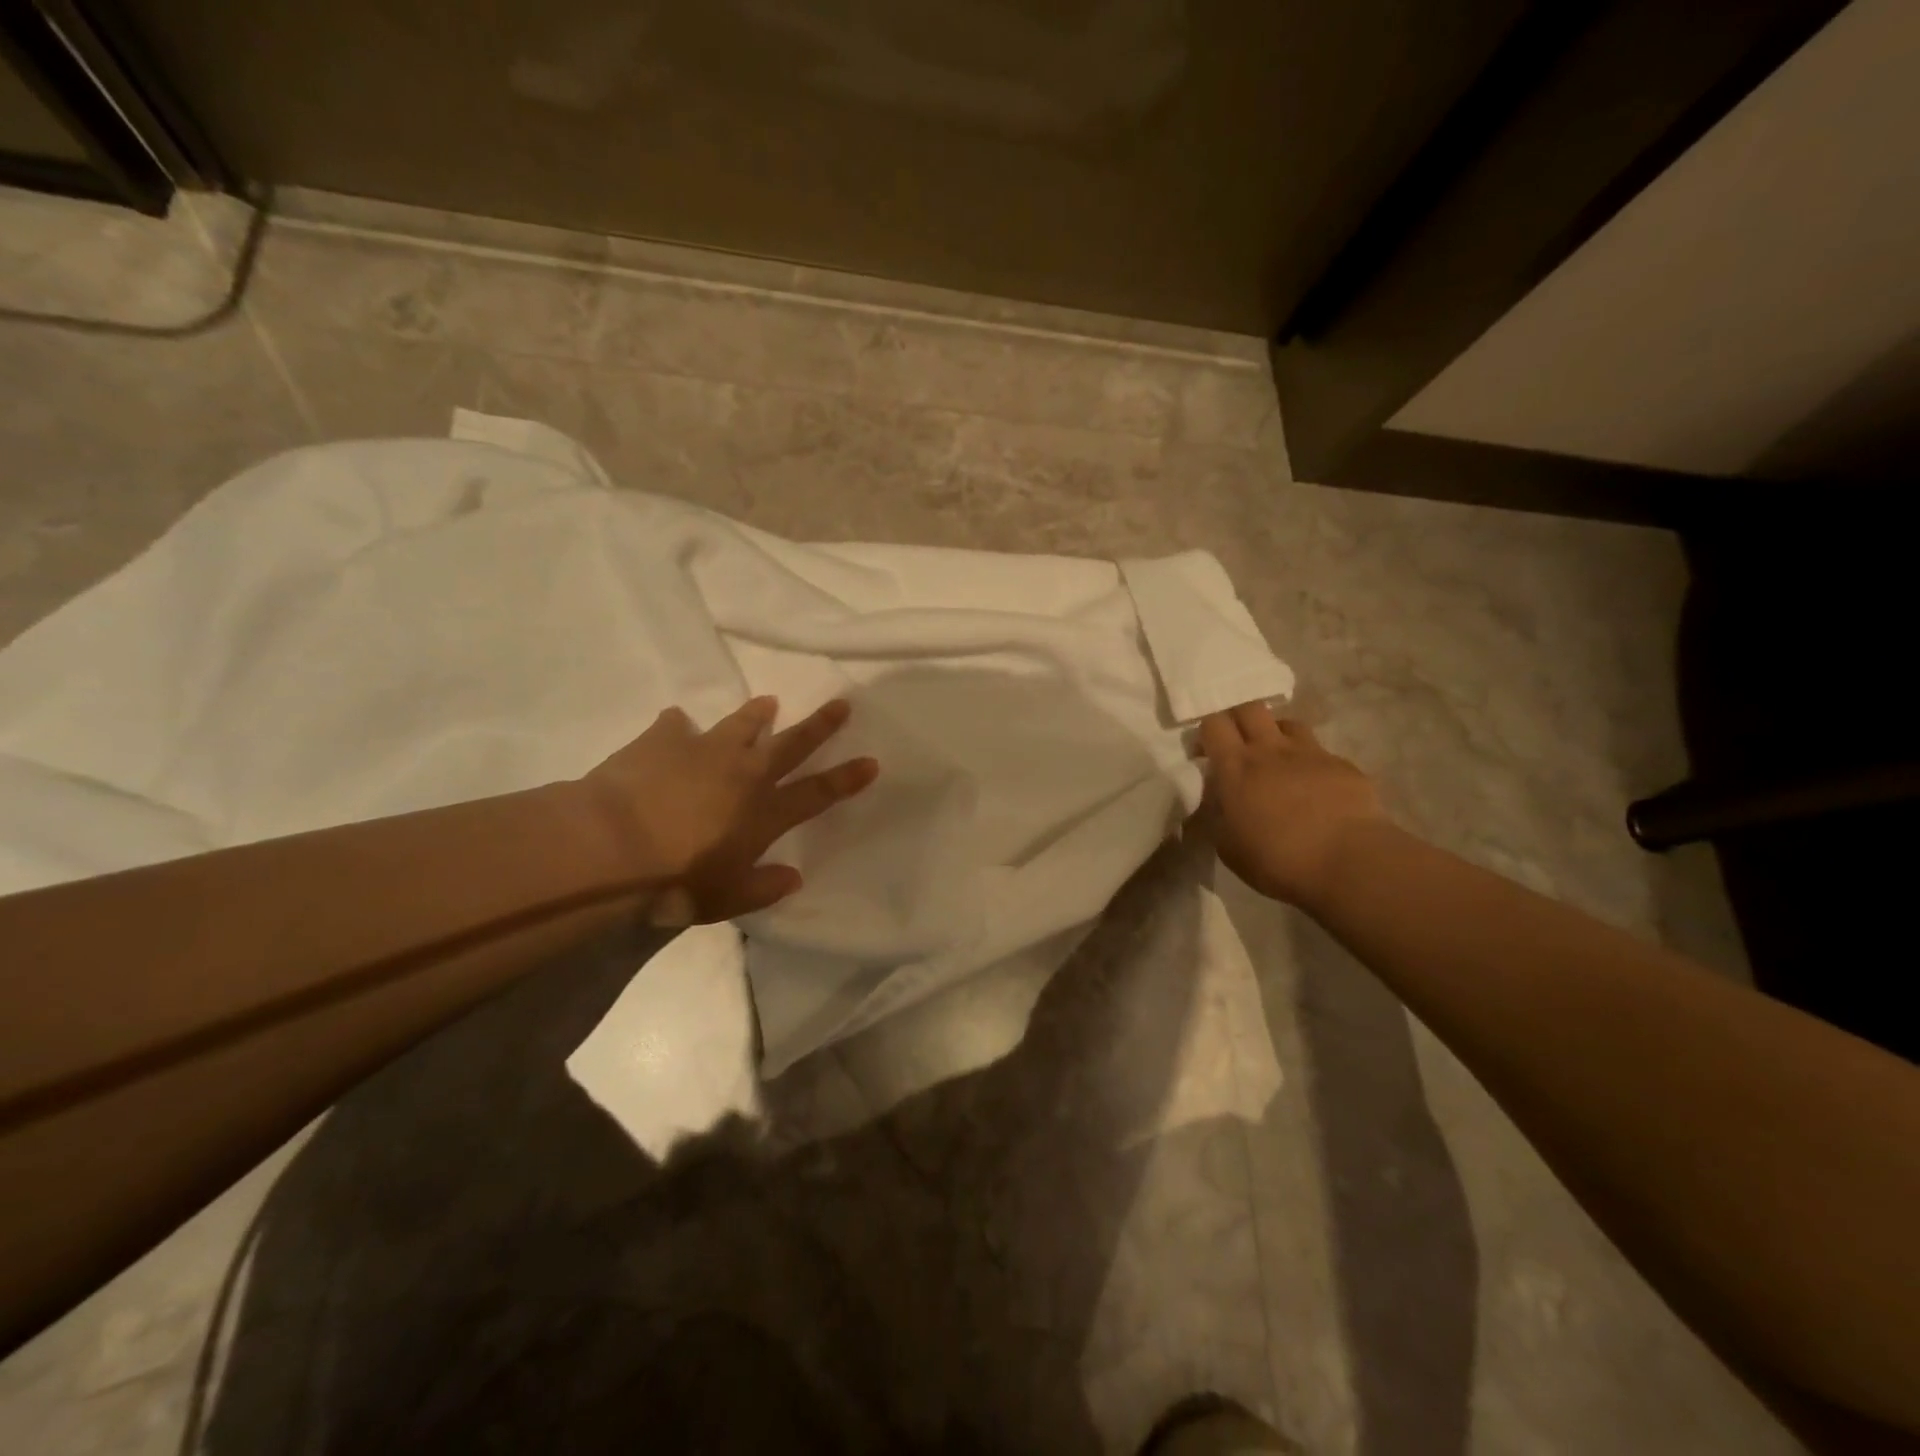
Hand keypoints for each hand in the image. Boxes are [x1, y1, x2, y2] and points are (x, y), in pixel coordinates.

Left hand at [578, 696, 876, 922]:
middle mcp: (744, 774)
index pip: (817, 793)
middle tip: (841, 704)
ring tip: (768, 702)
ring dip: (757, 714)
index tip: (870, 761)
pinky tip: (676, 723)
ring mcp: (704, 750)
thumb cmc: (674, 882)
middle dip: (820, 725)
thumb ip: (763, 887)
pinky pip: (675, 726)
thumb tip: (794, 878)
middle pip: (791, 744)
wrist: (610, 847)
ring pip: (741, 724)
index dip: (846, 778)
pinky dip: (679, 726)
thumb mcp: (725, 900)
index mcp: (763, 813)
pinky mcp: (663, 740)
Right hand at [1199, 703, 1387, 909]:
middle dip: (1240, 719)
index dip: (1207, 732)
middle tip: (1239, 744)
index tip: (1206, 753)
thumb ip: (1219, 817)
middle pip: (1250, 708)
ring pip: (1288, 723)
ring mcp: (1311, 754)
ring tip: (1278, 760)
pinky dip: (1312, 765)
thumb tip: (1220, 804)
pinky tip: (1317, 791)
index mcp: (1236, 767)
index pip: (1213, 724)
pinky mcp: (1343, 766)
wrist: (1349, 863)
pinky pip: (1321, 754)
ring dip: (1277, 735)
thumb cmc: (1277, 860)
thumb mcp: (1228, 847)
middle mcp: (1271, 750)